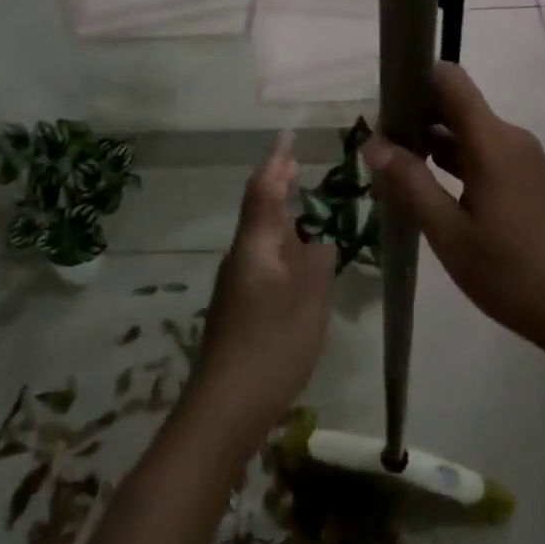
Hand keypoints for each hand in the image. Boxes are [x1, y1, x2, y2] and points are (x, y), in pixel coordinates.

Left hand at [188, 133, 335, 450]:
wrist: (223, 408)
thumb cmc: (270, 348)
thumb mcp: (308, 303)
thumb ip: (318, 265)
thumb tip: (322, 240)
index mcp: (256, 246)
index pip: (264, 189)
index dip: (276, 160)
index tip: (288, 135)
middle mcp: (241, 255)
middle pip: (259, 208)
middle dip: (277, 182)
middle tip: (296, 160)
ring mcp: (237, 282)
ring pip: (260, 234)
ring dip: (280, 212)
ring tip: (302, 200)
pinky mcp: (239, 306)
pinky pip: (263, 257)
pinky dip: (281, 242)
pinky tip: (298, 256)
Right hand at [364, 63, 544, 358]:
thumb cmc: (512, 271)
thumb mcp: (450, 233)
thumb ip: (410, 183)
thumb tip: (373, 142)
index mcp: (492, 141)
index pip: (450, 80)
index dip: (416, 80)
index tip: (385, 106)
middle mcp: (511, 138)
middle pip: (458, 105)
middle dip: (417, 117)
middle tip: (382, 149)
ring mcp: (525, 160)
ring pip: (471, 133)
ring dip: (435, 143)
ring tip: (399, 172)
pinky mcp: (532, 181)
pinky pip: (487, 154)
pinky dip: (458, 162)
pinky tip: (437, 193)